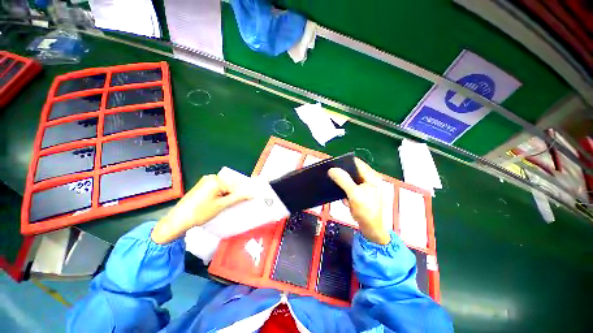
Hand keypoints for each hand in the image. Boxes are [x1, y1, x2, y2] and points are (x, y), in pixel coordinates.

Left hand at [151, 172, 250, 243]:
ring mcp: (206, 181)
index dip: (241, 193)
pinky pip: (217, 188)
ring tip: (227, 205)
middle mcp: (211, 177)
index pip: (236, 185)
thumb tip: (252, 194)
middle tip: (236, 204)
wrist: (177, 221)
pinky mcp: (203, 186)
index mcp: (216, 180)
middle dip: (234, 194)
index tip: (246, 201)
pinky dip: (221, 195)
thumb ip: (238, 198)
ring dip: (228, 195)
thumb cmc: (199, 213)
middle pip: (230, 184)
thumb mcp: (221, 205)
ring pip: (224, 187)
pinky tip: (220, 204)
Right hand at [328, 158, 389, 244]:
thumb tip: (332, 169)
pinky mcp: (360, 195)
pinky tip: (348, 203)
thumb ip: (343, 180)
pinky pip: (349, 190)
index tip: (332, 165)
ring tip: (346, 198)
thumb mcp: (354, 194)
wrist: (371, 230)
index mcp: (371, 176)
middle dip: (342, 178)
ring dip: (344, 189)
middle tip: (335, 182)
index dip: (344, 162)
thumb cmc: (366, 211)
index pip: (356, 162)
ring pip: (348, 182)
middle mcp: (368, 180)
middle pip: (351, 172)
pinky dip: (346, 195)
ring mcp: (364, 188)